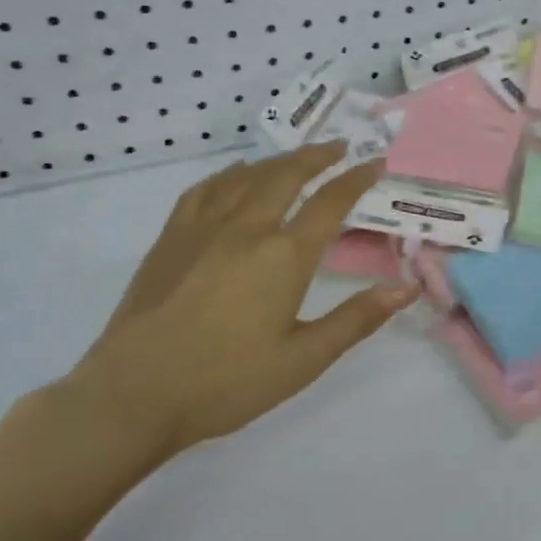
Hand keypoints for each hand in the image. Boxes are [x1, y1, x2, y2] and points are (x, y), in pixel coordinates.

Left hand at [45, 143, 416, 489]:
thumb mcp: (303, 359)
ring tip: (296, 157)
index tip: (375, 163)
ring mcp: (203, 228)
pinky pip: (205, 189)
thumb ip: (356, 319)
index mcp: (284, 256)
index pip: (330, 203)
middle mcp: (246, 228)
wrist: (135, 393)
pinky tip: (235, 175)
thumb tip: (405, 289)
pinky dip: (229, 174)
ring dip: (278, 160)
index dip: (356, 179)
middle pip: (287, 175)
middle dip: (318, 156)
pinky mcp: (171, 238)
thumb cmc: (227, 382)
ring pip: (247, 176)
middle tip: (339, 147)